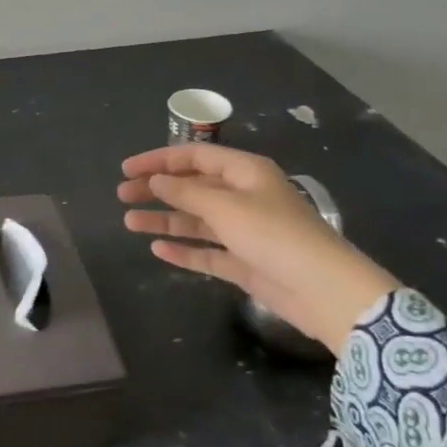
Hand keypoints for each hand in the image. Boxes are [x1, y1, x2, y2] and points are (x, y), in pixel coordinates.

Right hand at [118, 144, 395, 355]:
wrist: (324, 290)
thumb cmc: (274, 235)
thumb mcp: (225, 207)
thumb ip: (186, 191)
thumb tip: (157, 179)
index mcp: (245, 172)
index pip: (195, 156)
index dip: (159, 160)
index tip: (127, 169)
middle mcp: (244, 197)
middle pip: (192, 187)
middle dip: (157, 189)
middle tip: (123, 195)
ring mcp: (244, 232)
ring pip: (196, 220)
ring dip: (164, 220)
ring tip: (129, 222)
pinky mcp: (245, 263)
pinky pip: (207, 252)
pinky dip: (184, 250)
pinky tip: (158, 249)